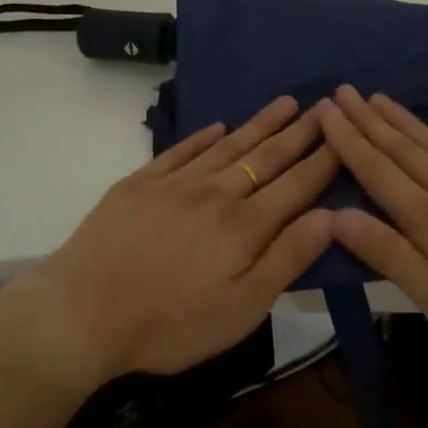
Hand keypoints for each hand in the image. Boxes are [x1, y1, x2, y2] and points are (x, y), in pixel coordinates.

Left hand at [7, 96, 338, 383]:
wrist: (83, 311)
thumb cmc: (171, 324)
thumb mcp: (242, 309)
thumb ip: (287, 259)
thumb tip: (329, 216)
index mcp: (245, 225)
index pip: (296, 184)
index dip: (323, 159)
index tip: (344, 133)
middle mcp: (217, 192)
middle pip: (266, 157)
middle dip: (300, 132)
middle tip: (324, 104)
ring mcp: (176, 183)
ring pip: (228, 145)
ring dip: (259, 124)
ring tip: (285, 103)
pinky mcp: (141, 182)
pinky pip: (181, 151)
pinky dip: (203, 137)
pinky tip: (218, 127)